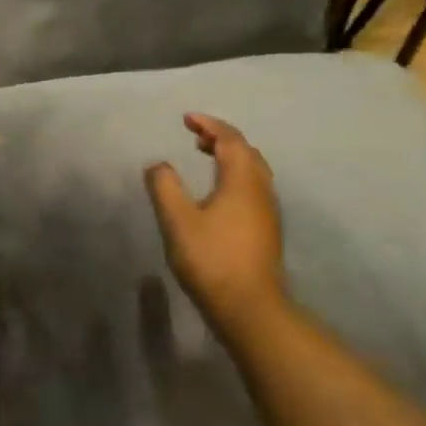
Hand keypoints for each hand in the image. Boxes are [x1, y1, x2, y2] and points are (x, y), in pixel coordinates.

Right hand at [144, 113, 285, 319]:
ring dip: (230, 157)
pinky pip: (253, 188)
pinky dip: (235, 176)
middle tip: (195, 135)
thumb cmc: (211, 259)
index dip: (209, 125)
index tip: (186, 119)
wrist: (249, 307)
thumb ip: (165, 187)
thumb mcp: (177, 220)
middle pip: (246, 152)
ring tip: (206, 157)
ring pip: (253, 171)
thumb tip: (158, 164)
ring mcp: (267, 212)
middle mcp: (261, 190)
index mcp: (242, 181)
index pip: (230, 140)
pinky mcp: (266, 230)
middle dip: (221, 138)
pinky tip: (219, 192)